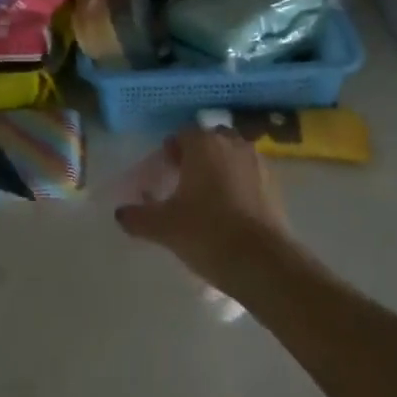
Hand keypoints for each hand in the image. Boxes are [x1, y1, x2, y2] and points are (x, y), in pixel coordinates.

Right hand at [115, 125, 292, 287]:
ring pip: (234, 156)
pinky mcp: (276, 186)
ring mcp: (258, 163)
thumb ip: (138, 217)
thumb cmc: (207, 233)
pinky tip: (232, 211)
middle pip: (211, 140)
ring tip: (209, 197)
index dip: (171, 151)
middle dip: (199, 154)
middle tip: (185, 181)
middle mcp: (233, 145)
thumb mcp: (164, 227)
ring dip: (222, 168)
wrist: (262, 262)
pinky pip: (251, 176)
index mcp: (204, 145)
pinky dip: (240, 185)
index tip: (165, 172)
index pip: (183, 134)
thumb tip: (120, 213)